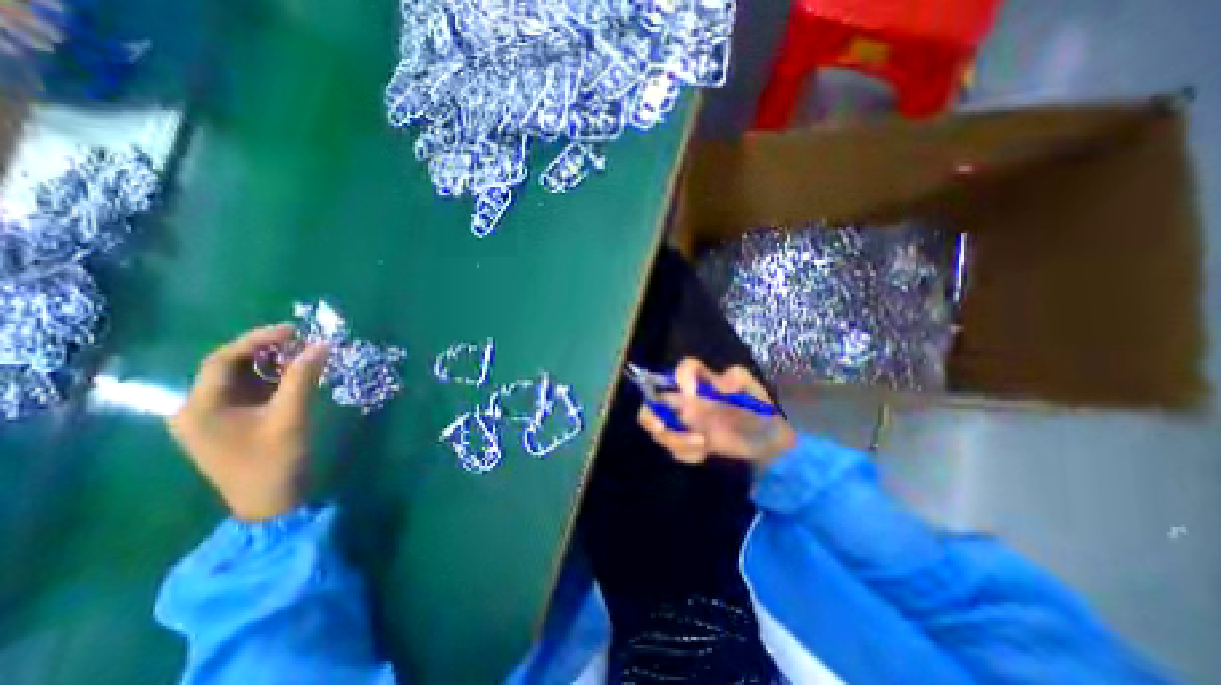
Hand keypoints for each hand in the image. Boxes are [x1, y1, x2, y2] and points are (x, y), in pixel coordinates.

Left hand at [168, 323, 329, 521]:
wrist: (270, 502)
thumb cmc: (275, 461)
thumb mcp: (291, 416)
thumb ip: (303, 378)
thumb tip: (321, 344)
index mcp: (199, 407)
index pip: (222, 360)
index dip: (258, 340)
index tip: (295, 330)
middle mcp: (196, 409)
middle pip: (229, 367)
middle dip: (267, 351)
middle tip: (303, 342)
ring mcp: (212, 418)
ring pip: (242, 379)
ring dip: (272, 365)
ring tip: (305, 356)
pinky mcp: (230, 424)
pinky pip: (250, 392)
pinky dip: (273, 381)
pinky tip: (297, 377)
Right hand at [633, 357, 796, 470]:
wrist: (767, 442)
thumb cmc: (758, 410)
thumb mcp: (754, 390)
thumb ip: (738, 378)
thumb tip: (721, 383)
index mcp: (704, 380)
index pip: (686, 368)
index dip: (681, 377)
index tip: (691, 394)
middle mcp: (687, 398)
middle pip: (654, 401)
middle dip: (651, 414)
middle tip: (661, 426)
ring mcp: (684, 421)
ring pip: (659, 428)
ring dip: (674, 438)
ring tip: (701, 444)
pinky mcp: (687, 442)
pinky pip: (675, 449)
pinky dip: (686, 453)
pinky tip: (705, 453)